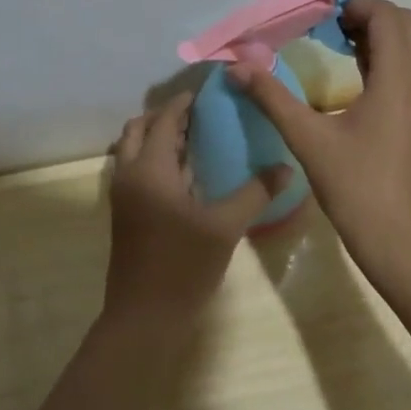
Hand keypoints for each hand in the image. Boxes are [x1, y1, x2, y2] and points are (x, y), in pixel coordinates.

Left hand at [104, 92, 290, 327]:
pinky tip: (188, 173)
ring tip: (197, 137)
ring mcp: (123, 196)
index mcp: (149, 169)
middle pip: (139, 129)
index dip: (184, 102)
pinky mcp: (126, 214)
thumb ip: (255, 192)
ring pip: (133, 150)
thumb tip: (286, 166)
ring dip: (158, 137)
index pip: (164, 119)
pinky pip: (137, 170)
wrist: (144, 318)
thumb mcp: (225, 227)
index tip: (210, 91)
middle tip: (202, 114)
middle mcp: (129, 175)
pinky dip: (156, 160)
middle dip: (167, 116)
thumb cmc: (182, 266)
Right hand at [228, 0, 410, 269]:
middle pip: (404, 24)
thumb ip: (272, 97)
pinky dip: (388, 59)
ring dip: (379, 36)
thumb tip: (237, 67)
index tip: (319, 13)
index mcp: (399, 77)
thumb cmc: (357, 188)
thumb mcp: (308, 140)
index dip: (354, 5)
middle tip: (327, 27)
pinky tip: (357, 77)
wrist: (403, 241)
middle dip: (367, 16)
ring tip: (337, 44)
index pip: (386, 16)